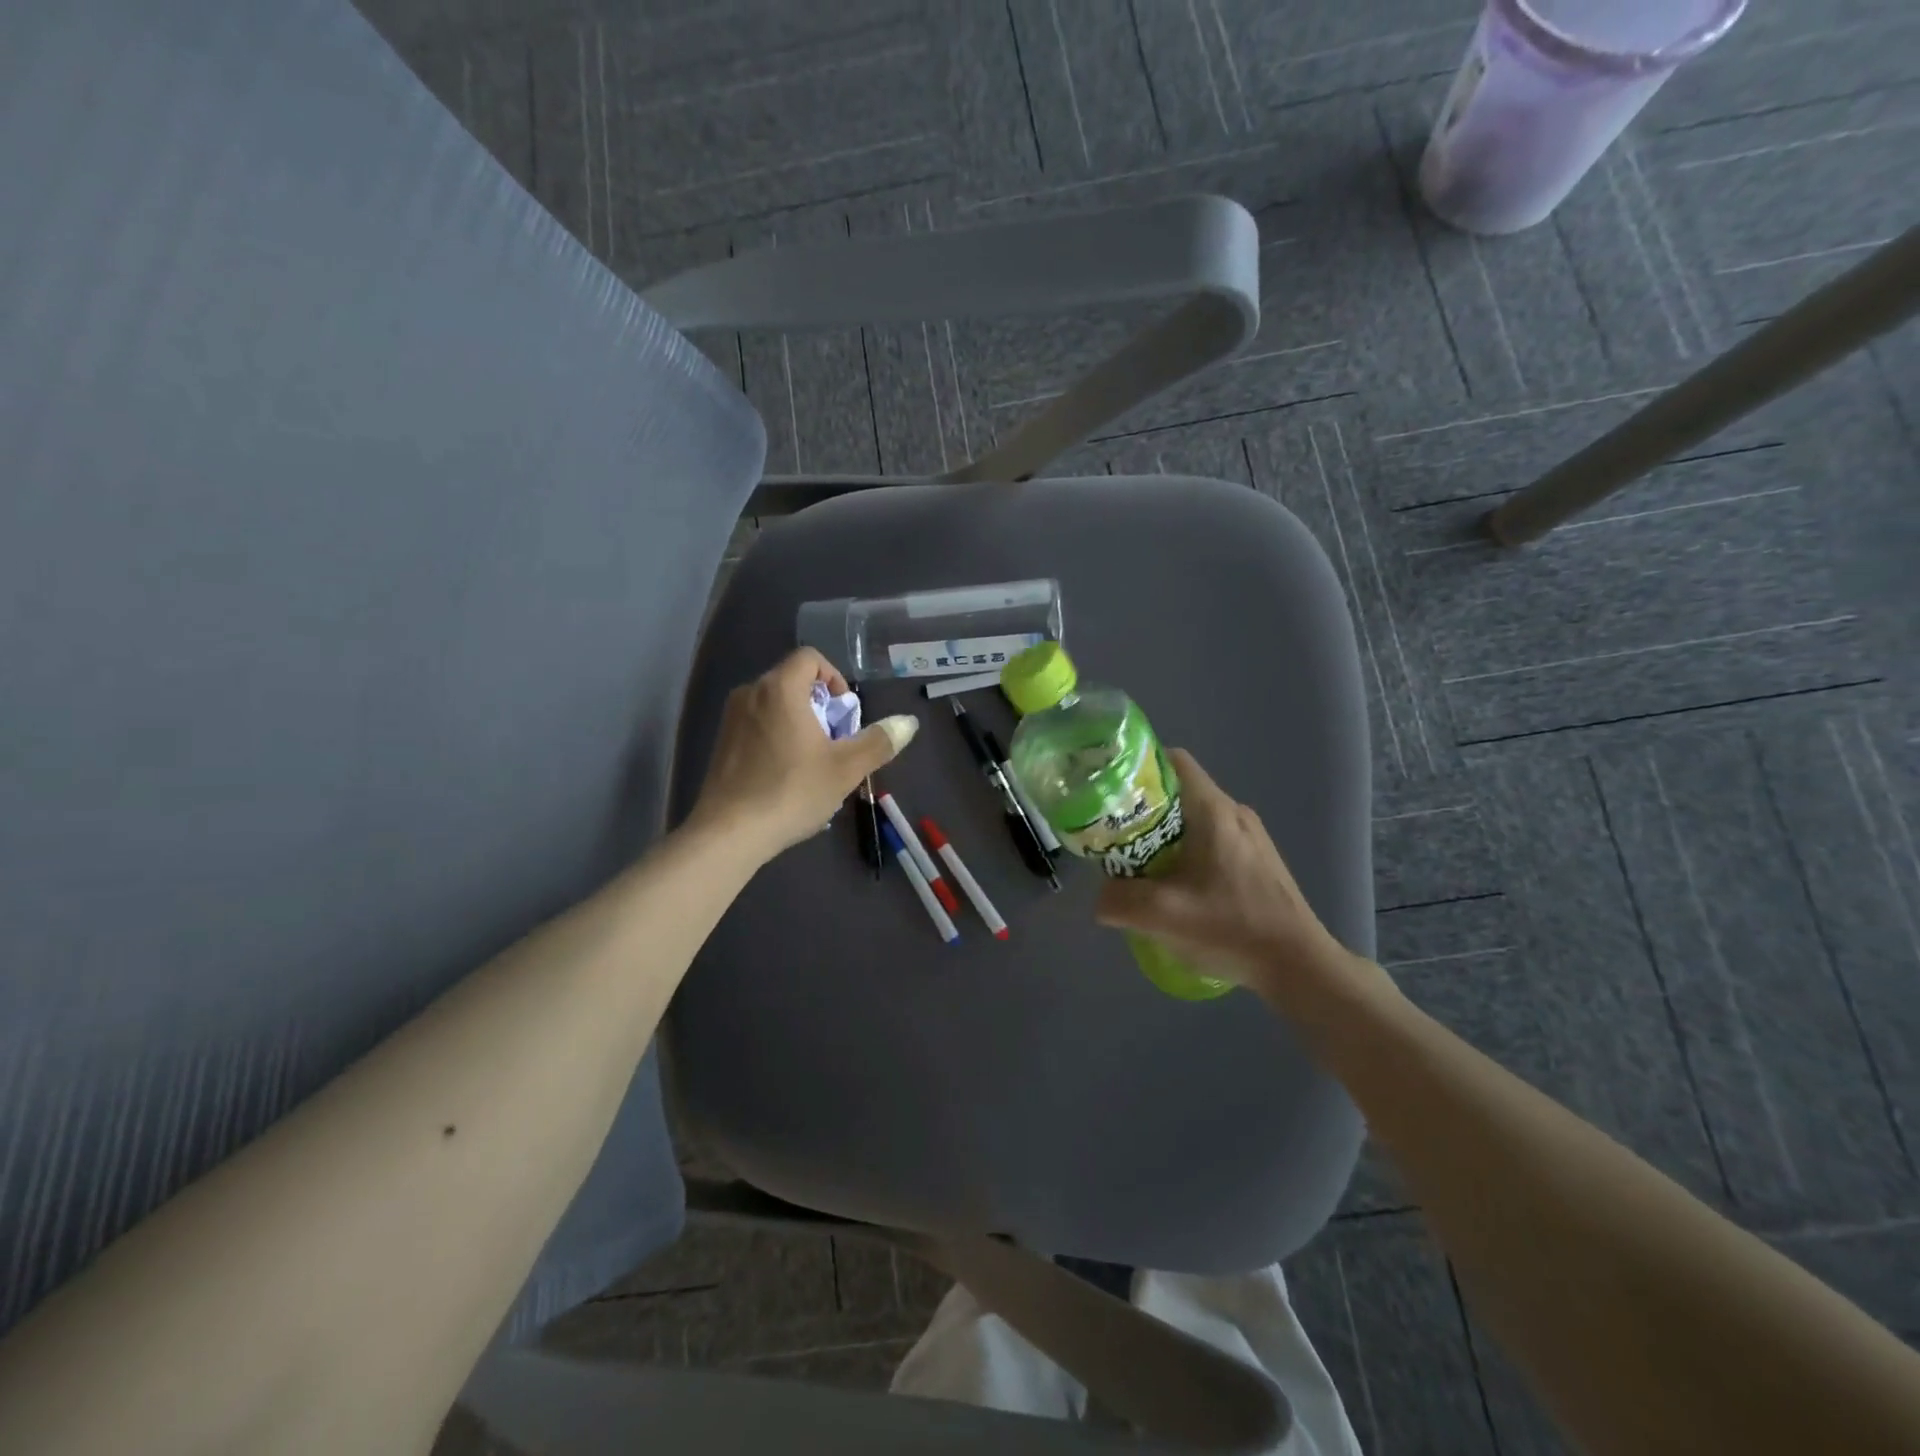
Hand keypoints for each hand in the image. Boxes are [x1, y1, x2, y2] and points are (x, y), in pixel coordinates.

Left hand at [688, 648, 917, 861]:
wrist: (729, 833)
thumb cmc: (791, 792)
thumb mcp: (845, 769)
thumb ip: (879, 741)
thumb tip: (909, 722)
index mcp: (780, 689)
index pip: (809, 658)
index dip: (834, 677)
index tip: (844, 711)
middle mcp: (750, 693)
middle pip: (792, 681)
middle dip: (820, 704)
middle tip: (835, 741)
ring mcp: (730, 719)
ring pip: (774, 705)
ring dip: (799, 722)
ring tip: (812, 761)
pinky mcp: (721, 743)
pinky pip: (757, 725)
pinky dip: (777, 736)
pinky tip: (785, 775)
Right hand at [1095, 749, 1356, 995]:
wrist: (1299, 965)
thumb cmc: (1233, 928)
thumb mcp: (1163, 916)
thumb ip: (1119, 901)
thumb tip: (1101, 896)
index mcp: (1213, 810)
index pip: (1172, 761)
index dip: (1137, 768)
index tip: (1111, 792)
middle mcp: (1234, 812)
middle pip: (1178, 792)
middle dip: (1142, 809)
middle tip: (1114, 837)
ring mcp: (1250, 836)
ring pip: (1193, 819)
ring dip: (1162, 836)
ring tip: (1138, 866)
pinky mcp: (1257, 860)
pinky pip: (1210, 840)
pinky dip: (1184, 852)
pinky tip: (1175, 887)